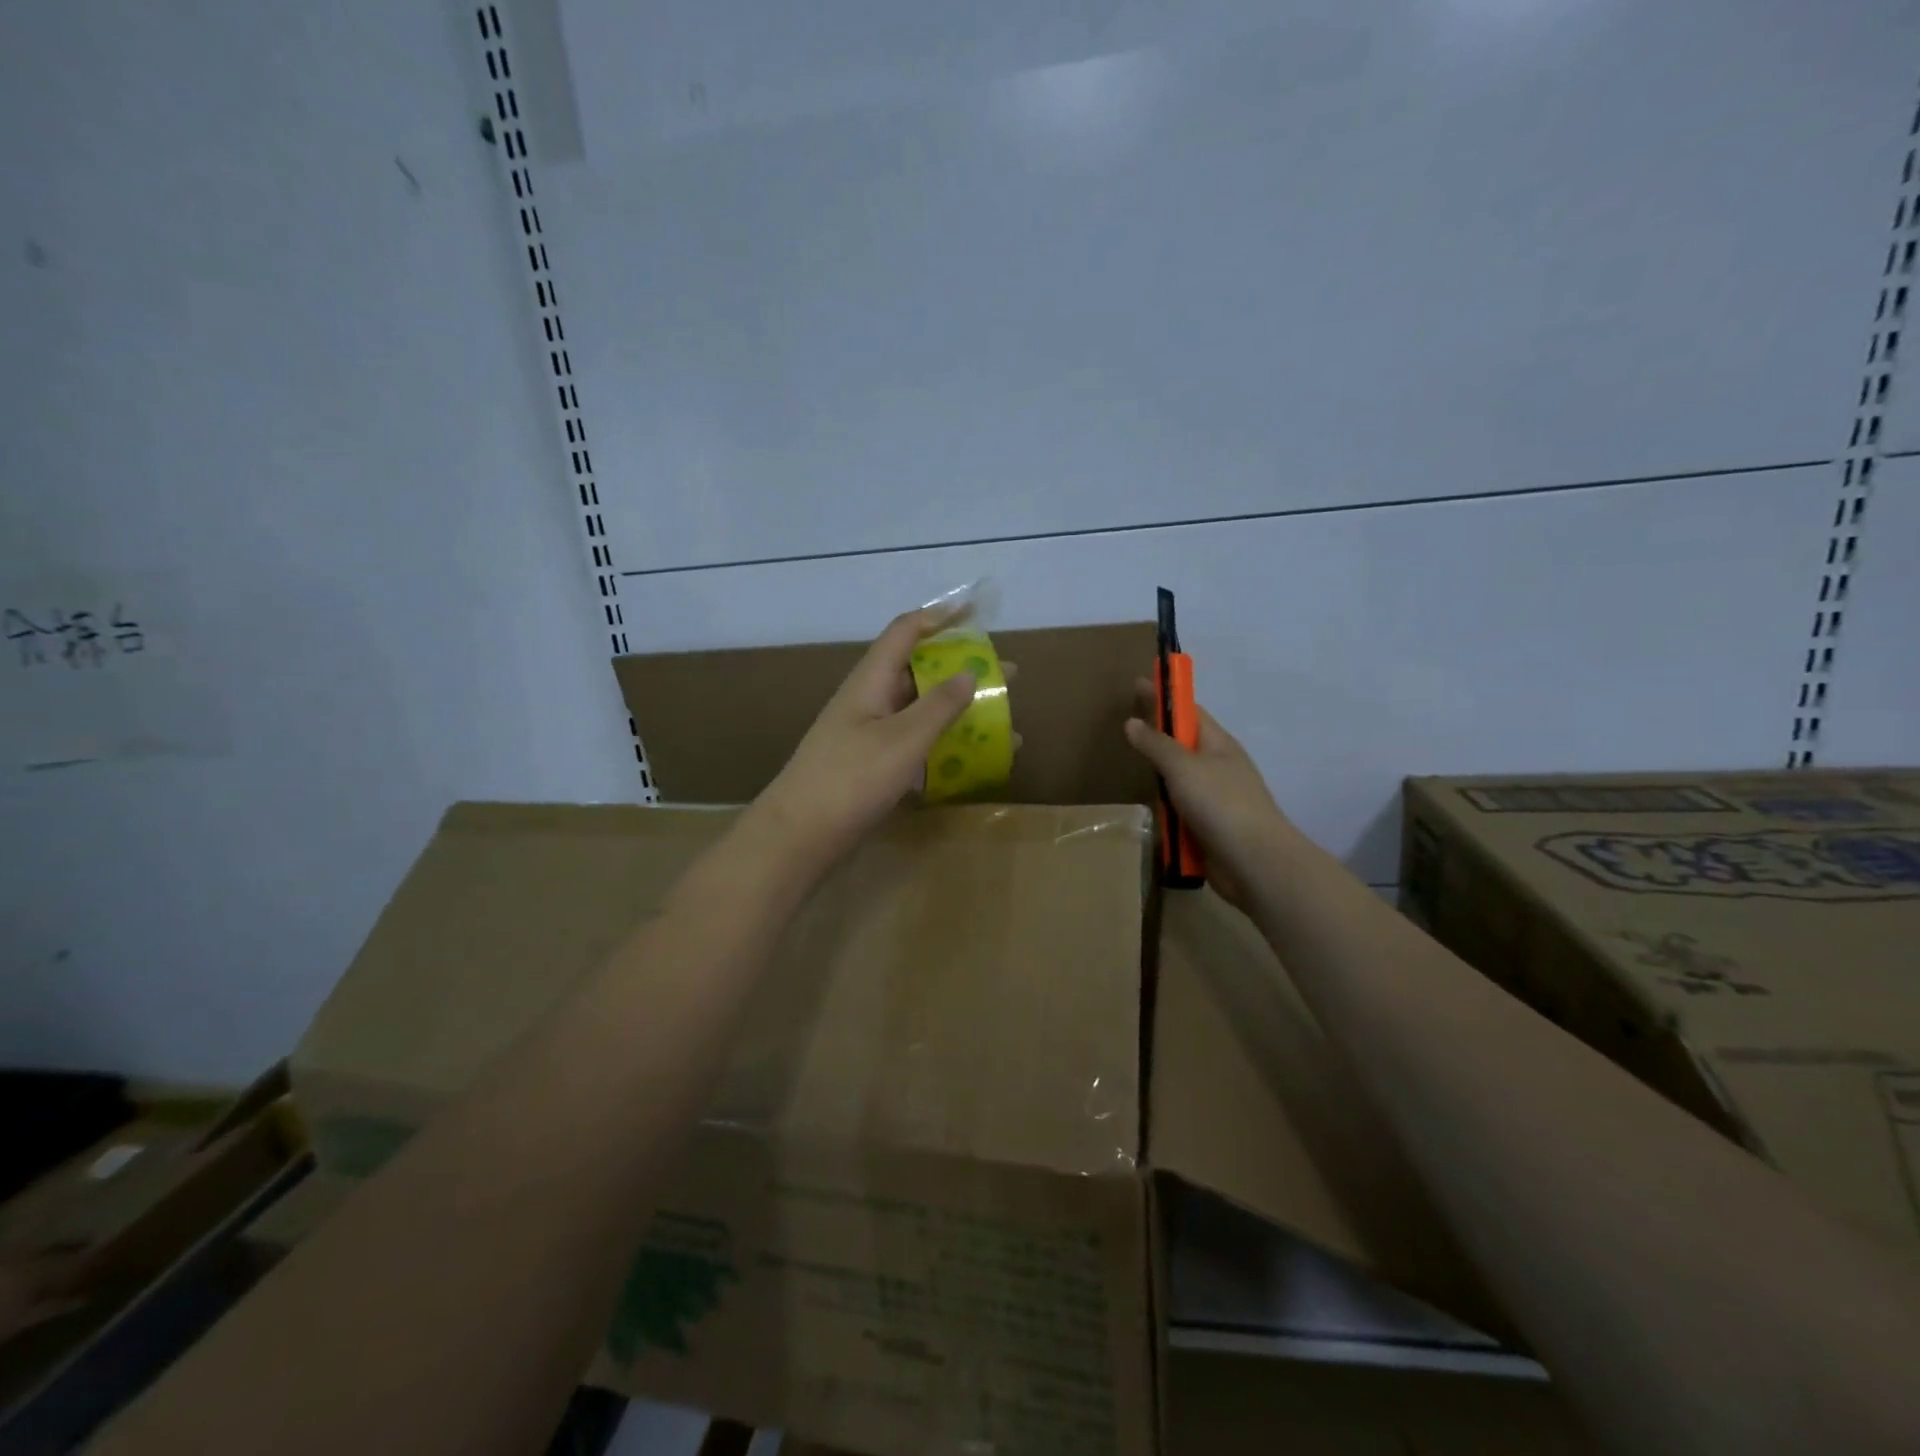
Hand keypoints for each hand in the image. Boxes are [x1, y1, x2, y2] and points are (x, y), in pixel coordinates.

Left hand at [752, 608, 981, 869]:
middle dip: (963, 671)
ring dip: (959, 713)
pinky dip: (944, 747)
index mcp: (871, 680)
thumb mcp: (903, 739)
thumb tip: (969, 672)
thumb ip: (939, 705)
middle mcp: (870, 700)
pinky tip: (972, 762)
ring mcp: (869, 735)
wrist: (800, 836)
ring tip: (1002, 723)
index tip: (975, 612)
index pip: (906, 632)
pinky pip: (915, 745)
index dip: (939, 617)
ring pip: (921, 712)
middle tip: (1006, 676)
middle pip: (920, 672)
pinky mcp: (872, 767)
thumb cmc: (851, 778)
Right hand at [1124, 683, 1295, 911]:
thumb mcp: (1183, 767)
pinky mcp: (1208, 828)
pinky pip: (1180, 812)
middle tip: (1127, 730)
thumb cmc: (1221, 803)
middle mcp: (1218, 767)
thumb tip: (1133, 722)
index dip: (1165, 696)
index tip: (1138, 683)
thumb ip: (1156, 744)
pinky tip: (1151, 813)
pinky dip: (1166, 812)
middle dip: (1159, 738)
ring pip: (1179, 782)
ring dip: (1161, 780)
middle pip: (1182, 746)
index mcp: (1218, 744)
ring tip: (1134, 772)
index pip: (1189, 711)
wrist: (1254, 862)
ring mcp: (1215, 799)